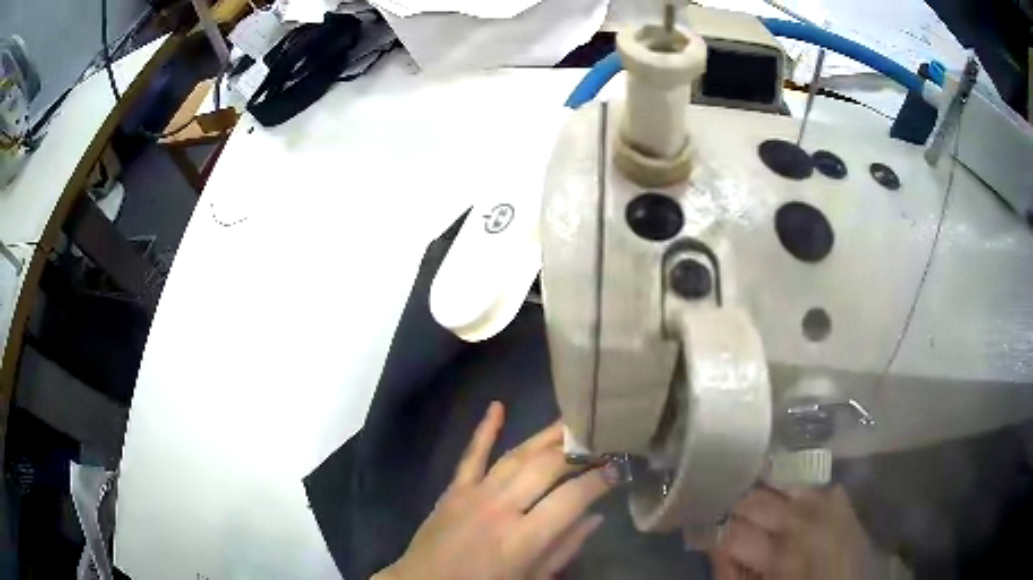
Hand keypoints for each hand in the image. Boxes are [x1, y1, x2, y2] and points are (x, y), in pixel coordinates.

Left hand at [374, 401, 612, 579]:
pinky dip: (484, 430)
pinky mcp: (453, 490)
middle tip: (601, 439)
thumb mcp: (533, 579)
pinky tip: (497, 406)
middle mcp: (500, 509)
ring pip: (516, 456)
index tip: (618, 468)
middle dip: (577, 450)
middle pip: (546, 467)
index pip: (572, 498)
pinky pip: (471, 455)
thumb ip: (565, 549)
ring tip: (572, 419)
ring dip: (545, 436)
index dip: (600, 480)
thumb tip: (596, 516)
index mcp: (524, 539)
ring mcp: (474, 495)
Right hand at [711, 486, 873, 579]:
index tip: (710, 541)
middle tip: (737, 529)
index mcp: (781, 553)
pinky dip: (798, 497)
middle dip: (737, 513)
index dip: (714, 537)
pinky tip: (796, 514)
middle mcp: (804, 519)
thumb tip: (713, 547)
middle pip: (754, 499)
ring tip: (766, 520)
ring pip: (781, 485)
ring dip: (768, 502)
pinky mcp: (841, 497)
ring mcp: (827, 503)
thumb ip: (731, 572)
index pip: (731, 533)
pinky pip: (811, 486)